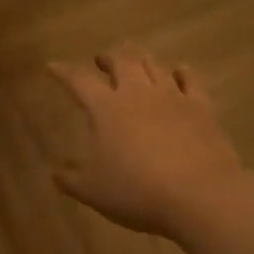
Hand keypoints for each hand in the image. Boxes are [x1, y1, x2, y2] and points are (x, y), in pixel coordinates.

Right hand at [48, 45, 248, 239]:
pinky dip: (181, 72)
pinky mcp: (201, 108)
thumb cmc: (136, 191)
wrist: (200, 196)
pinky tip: (179, 71)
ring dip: (141, 59)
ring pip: (154, 65)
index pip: (78, 81)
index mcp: (105, 108)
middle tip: (102, 60)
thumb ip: (71, 180)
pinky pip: (190, 80)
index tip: (52, 66)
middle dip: (109, 57)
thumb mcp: (92, 191)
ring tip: (135, 59)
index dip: (63, 72)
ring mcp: (172, 97)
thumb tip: (56, 173)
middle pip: (122, 62)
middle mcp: (138, 94)